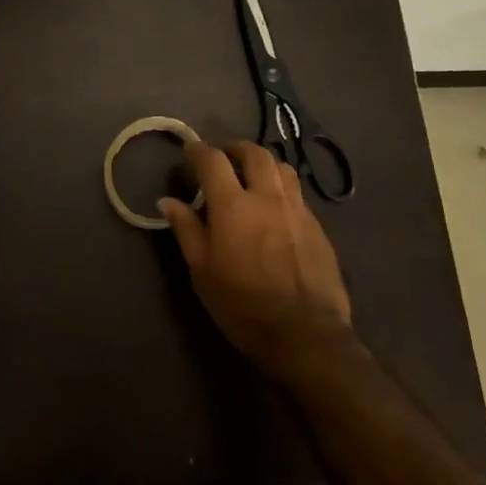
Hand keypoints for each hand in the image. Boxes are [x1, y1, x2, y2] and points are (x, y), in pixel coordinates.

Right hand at [158, 140, 354, 385]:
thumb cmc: (243, 305)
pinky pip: (297, 194)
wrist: (306, 336)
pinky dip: (281, 188)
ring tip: (252, 176)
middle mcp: (268, 197)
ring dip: (263, 164)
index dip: (198, 150)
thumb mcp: (202, 271)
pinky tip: (274, 208)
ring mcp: (297, 210)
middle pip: (255, 153)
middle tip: (223, 157)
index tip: (189, 149)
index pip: (212, 160)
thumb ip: (186, 230)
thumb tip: (167, 200)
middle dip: (235, 148)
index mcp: (234, 205)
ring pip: (282, 168)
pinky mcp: (318, 227)